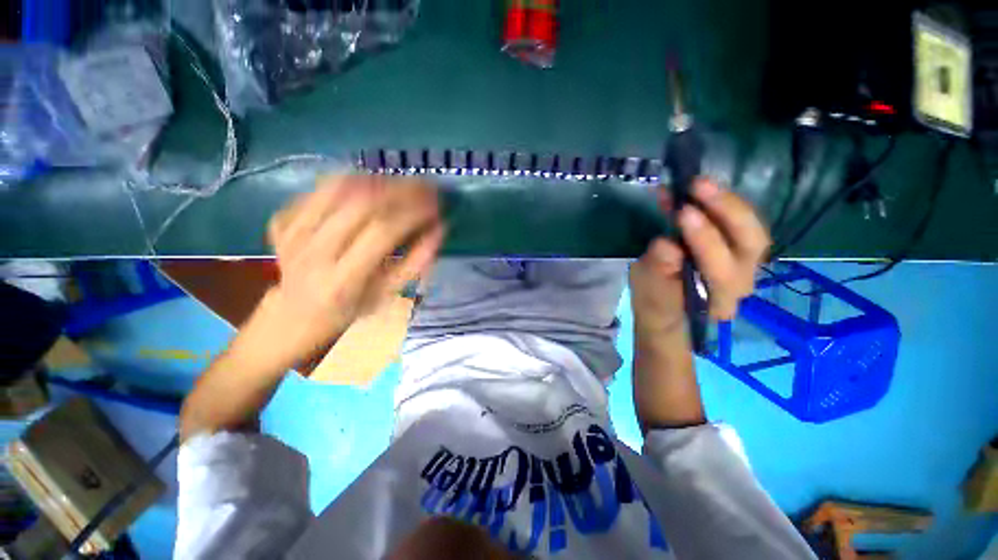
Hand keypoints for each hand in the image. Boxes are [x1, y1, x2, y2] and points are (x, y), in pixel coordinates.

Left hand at [261, 175, 444, 366]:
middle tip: (424, 187)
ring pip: (337, 188)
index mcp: (342, 279)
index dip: (412, 213)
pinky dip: (348, 180)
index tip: (436, 205)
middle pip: (360, 203)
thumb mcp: (388, 295)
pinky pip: (318, 189)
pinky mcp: (283, 220)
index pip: (382, 231)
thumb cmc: (351, 307)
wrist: (296, 313)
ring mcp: (292, 232)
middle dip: (400, 189)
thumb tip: (439, 229)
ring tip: (401, 184)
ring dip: (377, 180)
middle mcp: (313, 252)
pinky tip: (368, 186)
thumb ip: (415, 263)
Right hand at [630, 178, 769, 333]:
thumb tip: (666, 243)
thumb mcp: (647, 288)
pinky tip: (699, 192)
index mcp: (717, 298)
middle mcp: (742, 282)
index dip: (703, 238)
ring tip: (699, 183)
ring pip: (751, 228)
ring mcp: (746, 265)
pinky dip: (721, 204)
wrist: (669, 310)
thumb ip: (658, 268)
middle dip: (727, 210)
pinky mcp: (738, 250)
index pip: (719, 268)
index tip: (682, 211)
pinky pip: (739, 223)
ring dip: (726, 201)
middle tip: (699, 186)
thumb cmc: (654, 302)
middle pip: (751, 242)